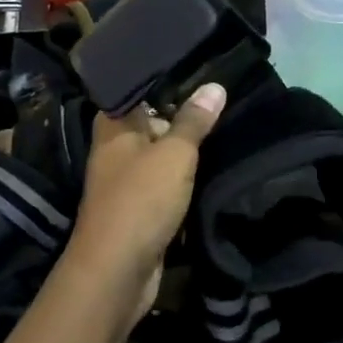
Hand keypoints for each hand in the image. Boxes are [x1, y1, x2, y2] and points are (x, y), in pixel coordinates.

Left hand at [62, 85, 226, 336]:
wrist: (118, 271)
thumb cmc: (141, 199)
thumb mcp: (174, 153)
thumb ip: (194, 121)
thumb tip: (215, 86)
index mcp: (114, 127)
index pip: (138, 91)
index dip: (166, 81)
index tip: (201, 71)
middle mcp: (116, 150)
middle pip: (152, 123)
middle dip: (184, 117)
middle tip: (223, 101)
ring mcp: (126, 182)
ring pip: (161, 157)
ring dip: (187, 152)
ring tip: (227, 131)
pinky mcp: (139, 210)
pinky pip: (166, 186)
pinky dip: (185, 182)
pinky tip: (214, 172)